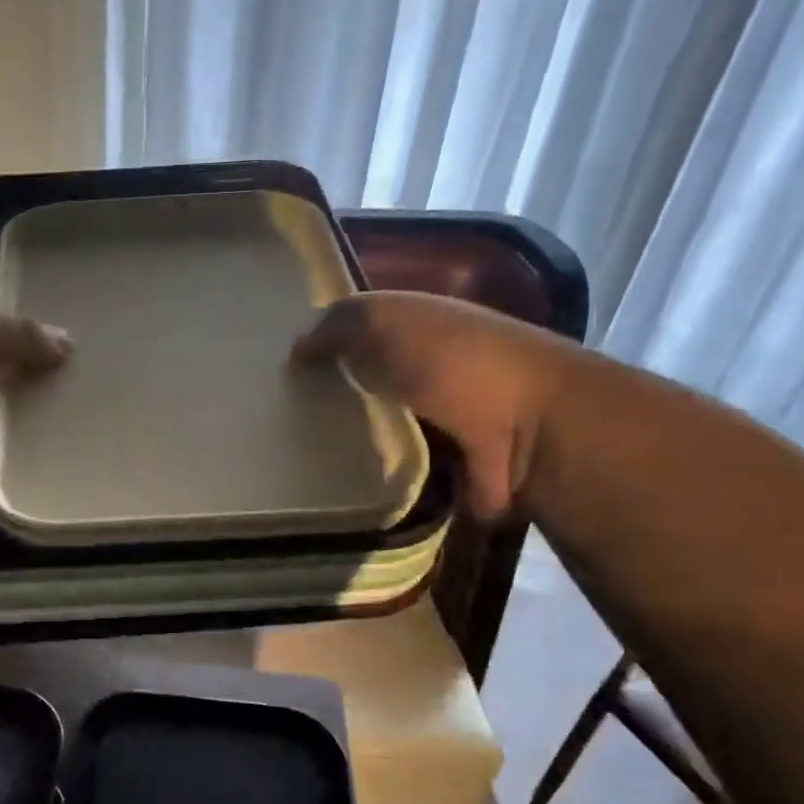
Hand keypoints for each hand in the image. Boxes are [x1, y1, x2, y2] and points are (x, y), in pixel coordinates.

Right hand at [293, 292, 572, 518]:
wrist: (529, 434)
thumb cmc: (458, 363)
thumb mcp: (391, 320)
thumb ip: (340, 325)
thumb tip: (296, 348)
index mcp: (420, 329)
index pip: (360, 332)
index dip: (323, 343)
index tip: (279, 366)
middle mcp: (424, 374)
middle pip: (361, 383)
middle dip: (323, 396)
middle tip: (274, 415)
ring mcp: (432, 426)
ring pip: (368, 431)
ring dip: (337, 441)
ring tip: (286, 453)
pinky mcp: (434, 473)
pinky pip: (384, 473)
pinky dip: (359, 478)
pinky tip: (321, 482)